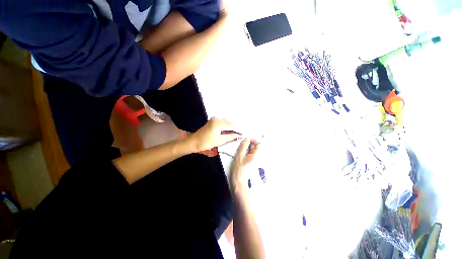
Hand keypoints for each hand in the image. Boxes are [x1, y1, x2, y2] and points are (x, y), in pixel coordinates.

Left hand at [188, 117, 240, 151]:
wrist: (193, 141)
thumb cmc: (206, 142)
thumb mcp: (220, 140)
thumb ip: (230, 136)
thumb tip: (239, 135)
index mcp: (218, 123)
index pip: (232, 125)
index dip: (239, 129)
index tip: (245, 133)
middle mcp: (217, 118)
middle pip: (231, 122)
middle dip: (237, 127)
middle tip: (243, 133)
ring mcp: (215, 118)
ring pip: (228, 122)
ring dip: (233, 126)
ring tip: (239, 132)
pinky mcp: (214, 120)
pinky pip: (224, 122)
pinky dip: (228, 126)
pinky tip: (232, 130)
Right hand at [230, 138, 258, 193]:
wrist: (239, 182)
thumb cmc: (239, 171)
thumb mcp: (239, 156)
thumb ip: (243, 146)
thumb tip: (246, 139)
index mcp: (256, 156)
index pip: (258, 144)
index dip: (253, 139)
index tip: (247, 138)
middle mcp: (258, 158)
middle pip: (256, 147)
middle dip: (249, 144)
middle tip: (242, 144)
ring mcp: (255, 161)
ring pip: (253, 151)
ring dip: (247, 148)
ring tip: (241, 150)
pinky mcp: (252, 163)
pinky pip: (251, 155)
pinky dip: (247, 152)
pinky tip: (242, 154)